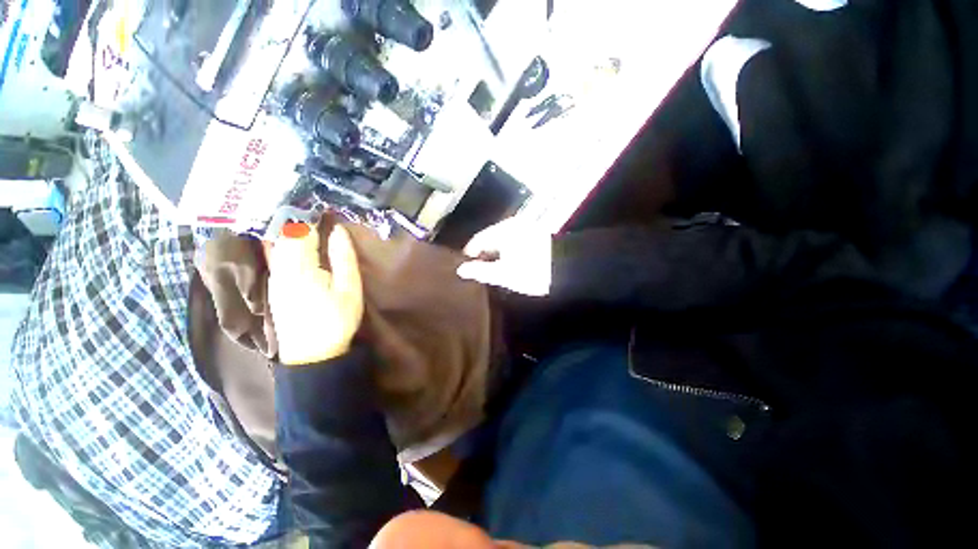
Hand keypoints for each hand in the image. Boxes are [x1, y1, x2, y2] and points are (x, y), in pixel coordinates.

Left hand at [269, 223, 363, 365]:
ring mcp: (274, 278)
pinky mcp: (274, 286)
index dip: (310, 216)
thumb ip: (343, 258)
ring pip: (276, 244)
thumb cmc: (336, 320)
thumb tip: (338, 231)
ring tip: (308, 221)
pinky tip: (297, 242)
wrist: (312, 354)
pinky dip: (285, 243)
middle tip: (316, 209)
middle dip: (298, 219)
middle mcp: (280, 269)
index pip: (299, 231)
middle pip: (283, 235)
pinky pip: (276, 256)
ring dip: (290, 230)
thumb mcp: (349, 289)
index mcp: (300, 268)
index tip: (323, 206)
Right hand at [456, 216, 552, 296]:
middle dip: (483, 253)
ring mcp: (525, 227)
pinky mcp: (535, 233)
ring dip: (496, 252)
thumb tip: (460, 270)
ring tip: (493, 268)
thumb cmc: (531, 272)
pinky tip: (508, 261)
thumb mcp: (504, 274)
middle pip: (489, 238)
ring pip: (502, 239)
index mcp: (503, 231)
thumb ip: (480, 271)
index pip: (478, 239)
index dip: (469, 253)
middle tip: (478, 270)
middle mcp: (512, 224)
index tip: (465, 266)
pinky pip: (513, 240)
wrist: (567, 269)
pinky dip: (507, 250)